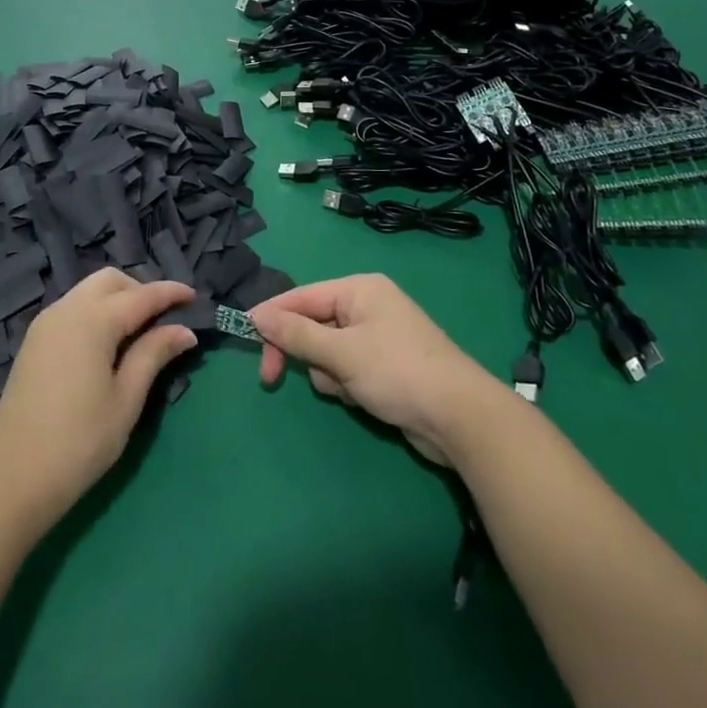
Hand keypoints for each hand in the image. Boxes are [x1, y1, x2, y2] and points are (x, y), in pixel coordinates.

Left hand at [0, 270, 196, 527]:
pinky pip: (72, 309)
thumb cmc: (79, 441)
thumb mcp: (126, 399)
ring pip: (88, 291)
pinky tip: (108, 344)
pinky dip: (96, 312)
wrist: (11, 479)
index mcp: (93, 320)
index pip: (141, 295)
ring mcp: (45, 324)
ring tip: (139, 333)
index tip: (194, 296)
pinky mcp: (33, 342)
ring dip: (117, 300)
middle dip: (140, 290)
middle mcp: (67, 309)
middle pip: (110, 281)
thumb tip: (183, 329)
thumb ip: (153, 355)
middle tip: (163, 319)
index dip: (170, 293)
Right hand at [248, 274, 501, 464]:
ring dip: (328, 373)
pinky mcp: (385, 365)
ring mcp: (378, 335)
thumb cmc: (398, 372)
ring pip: (327, 350)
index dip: (272, 317)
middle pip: (313, 323)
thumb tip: (256, 314)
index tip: (245, 338)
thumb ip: (296, 334)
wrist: (460, 418)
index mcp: (359, 289)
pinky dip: (346, 383)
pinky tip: (363, 398)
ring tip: (350, 389)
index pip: (302, 296)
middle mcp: (368, 305)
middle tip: (271, 380)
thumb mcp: (341, 353)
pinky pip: (347, 367)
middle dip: (302, 352)